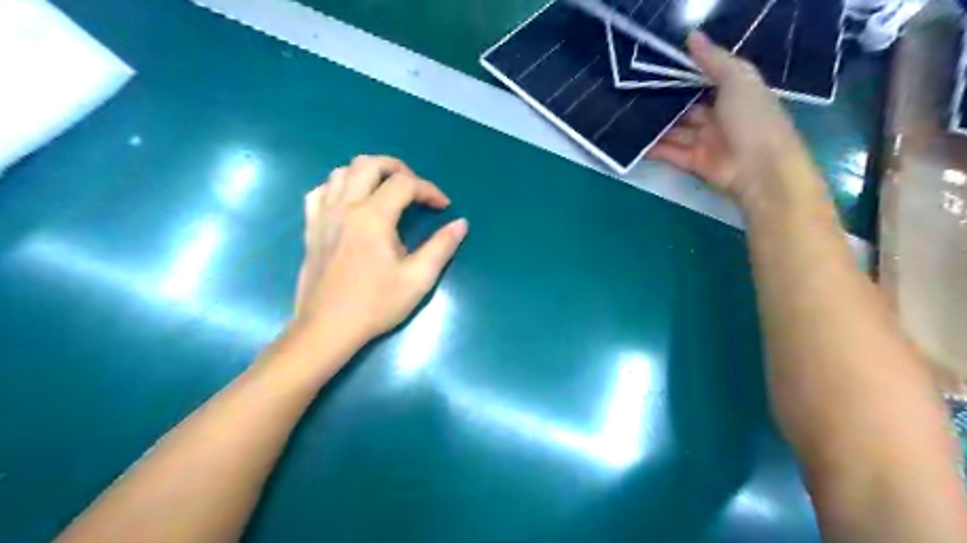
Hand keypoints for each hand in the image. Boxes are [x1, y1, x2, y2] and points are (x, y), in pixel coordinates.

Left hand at [291, 154, 468, 346]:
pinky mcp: (311, 227)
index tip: (443, 207)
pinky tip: (351, 203)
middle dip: (399, 169)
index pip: (405, 184)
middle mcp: (345, 206)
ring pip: (342, 171)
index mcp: (373, 217)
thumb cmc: (376, 304)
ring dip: (368, 173)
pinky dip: (339, 187)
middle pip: (370, 163)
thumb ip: (441, 247)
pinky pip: (321, 191)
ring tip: (386, 192)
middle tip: (415, 189)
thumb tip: (461, 224)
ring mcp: (323, 214)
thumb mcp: (418, 279)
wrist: (328, 328)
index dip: (430, 190)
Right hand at [650, 31, 822, 214]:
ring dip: (655, 126)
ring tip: (628, 116)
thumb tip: (691, 36)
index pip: (704, 82)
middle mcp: (719, 118)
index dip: (682, 75)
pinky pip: (670, 153)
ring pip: (675, 131)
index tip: (655, 66)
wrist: (760, 169)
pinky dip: (653, 148)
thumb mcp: (738, 80)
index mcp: (734, 95)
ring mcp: (705, 142)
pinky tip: (634, 141)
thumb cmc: (753, 119)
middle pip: (686, 108)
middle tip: (634, 92)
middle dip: (664, 102)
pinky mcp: (693, 163)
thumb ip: (713, 60)